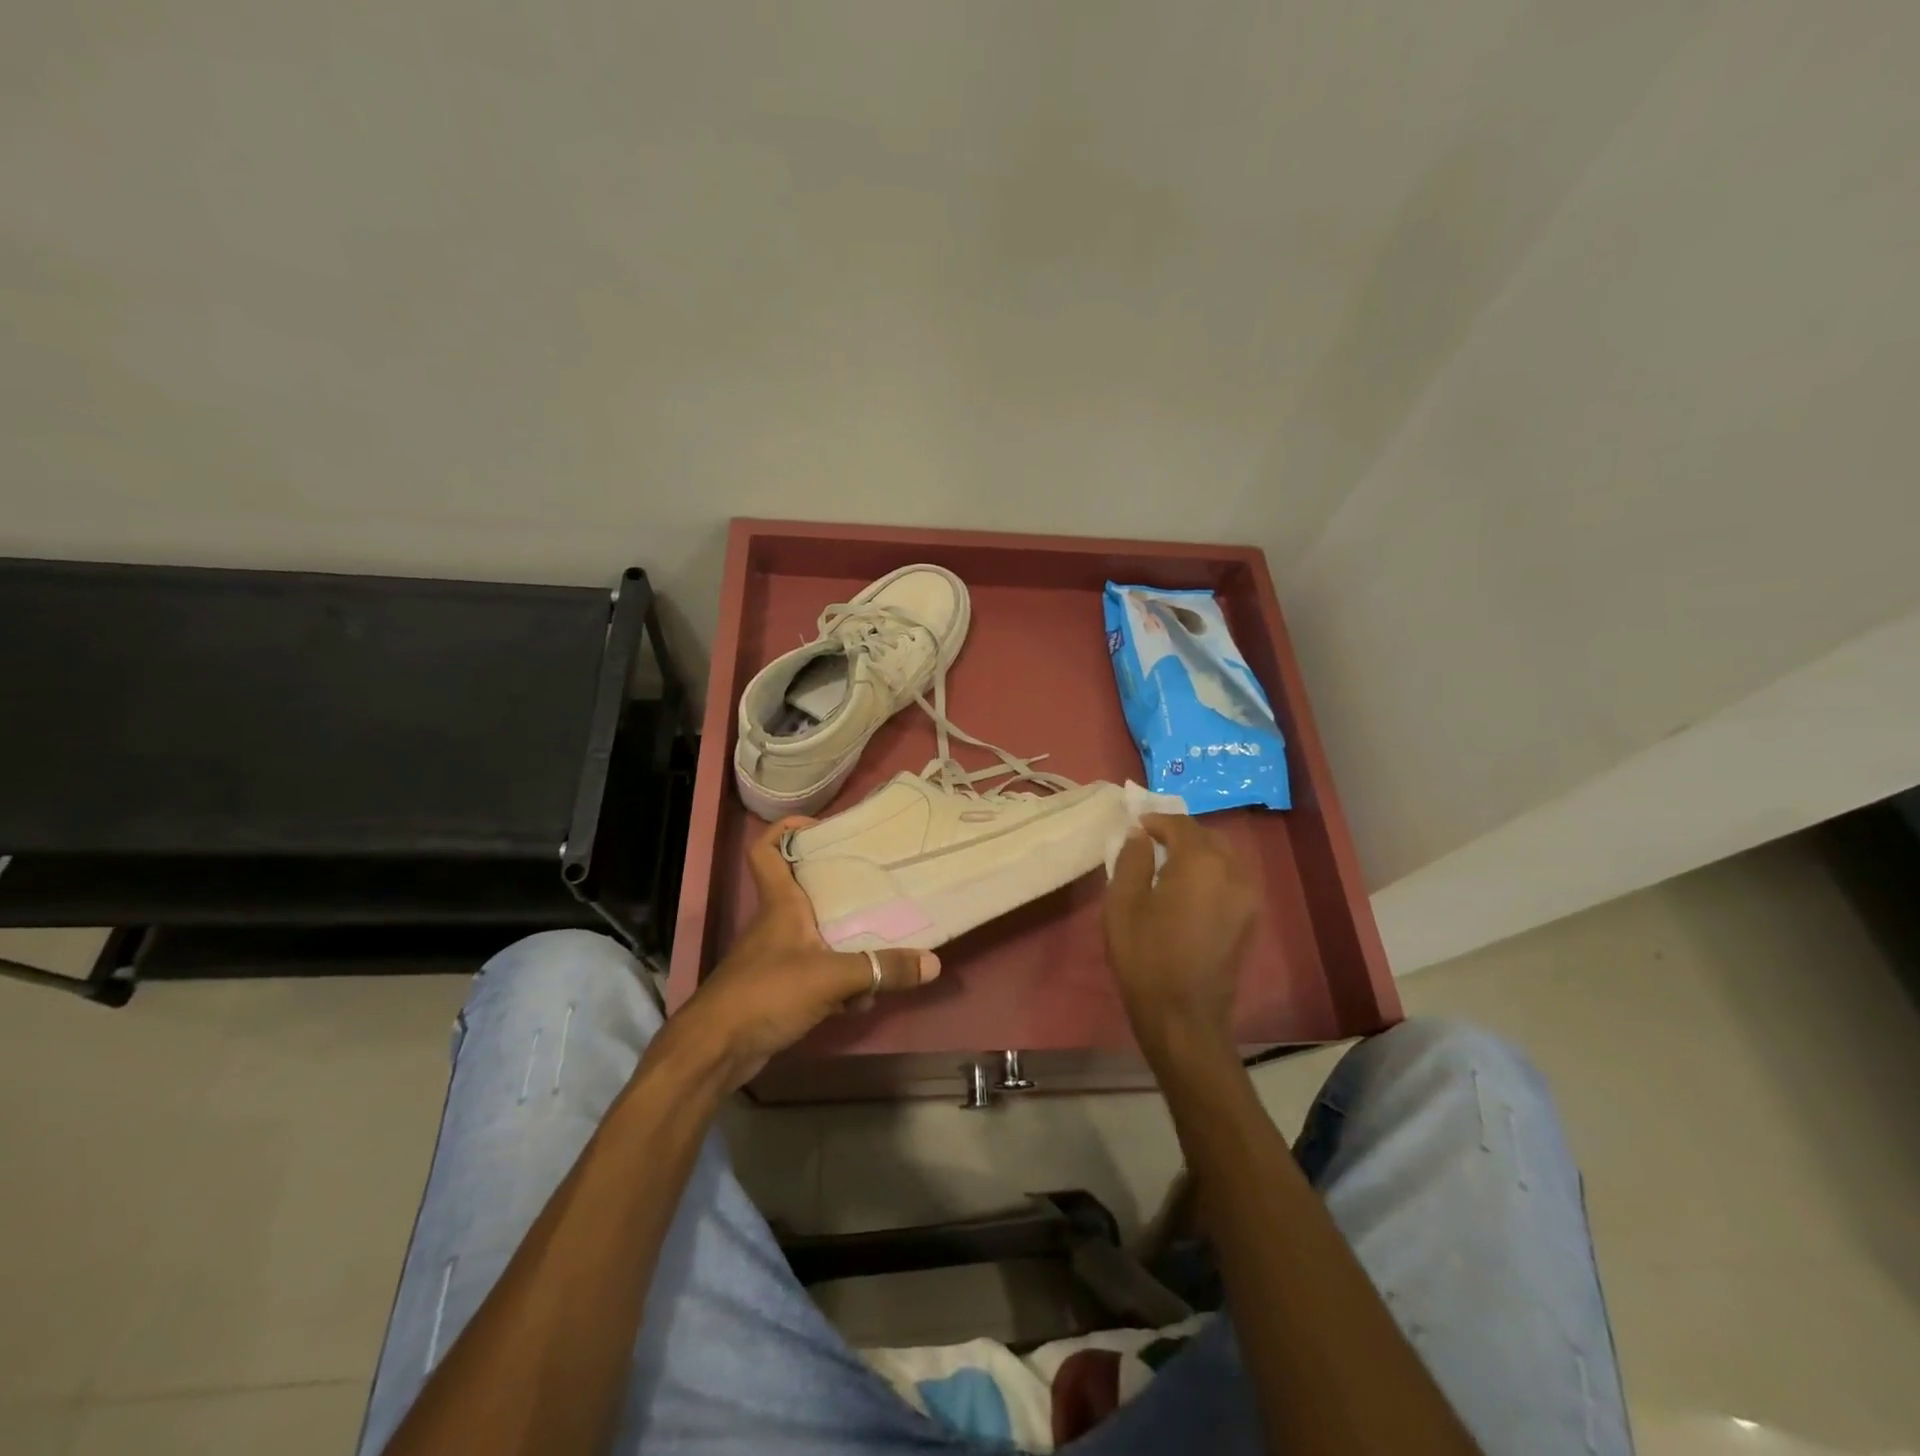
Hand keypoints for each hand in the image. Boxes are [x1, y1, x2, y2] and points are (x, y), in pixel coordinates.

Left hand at [671, 816, 940, 1089]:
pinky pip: (817, 974)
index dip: (786, 829)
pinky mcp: (779, 989)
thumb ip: (881, 969)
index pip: (766, 850)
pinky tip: (861, 1000)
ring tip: (883, 948)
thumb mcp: (831, 977)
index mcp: (781, 904)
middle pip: (805, 890)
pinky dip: (838, 983)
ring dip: (846, 945)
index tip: (820, 826)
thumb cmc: (766, 993)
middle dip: (840, 888)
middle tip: (877, 884)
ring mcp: (776, 957)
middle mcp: (777, 923)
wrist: (716, 1050)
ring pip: (817, 936)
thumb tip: (933, 963)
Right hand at [1103, 814, 1257, 1067]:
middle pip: (1207, 837)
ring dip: (1197, 852)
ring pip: (1223, 857)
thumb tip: (1141, 835)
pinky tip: (1187, 890)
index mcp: (1201, 862)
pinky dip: (1210, 873)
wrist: (1183, 1015)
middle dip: (1179, 834)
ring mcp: (1247, 897)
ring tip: (1167, 866)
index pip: (1180, 824)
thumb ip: (1131, 859)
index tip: (1135, 826)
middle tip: (1149, 844)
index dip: (1156, 820)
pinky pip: (1231, 879)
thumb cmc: (1145, 956)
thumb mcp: (1122, 903)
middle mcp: (1233, 872)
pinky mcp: (1250, 919)